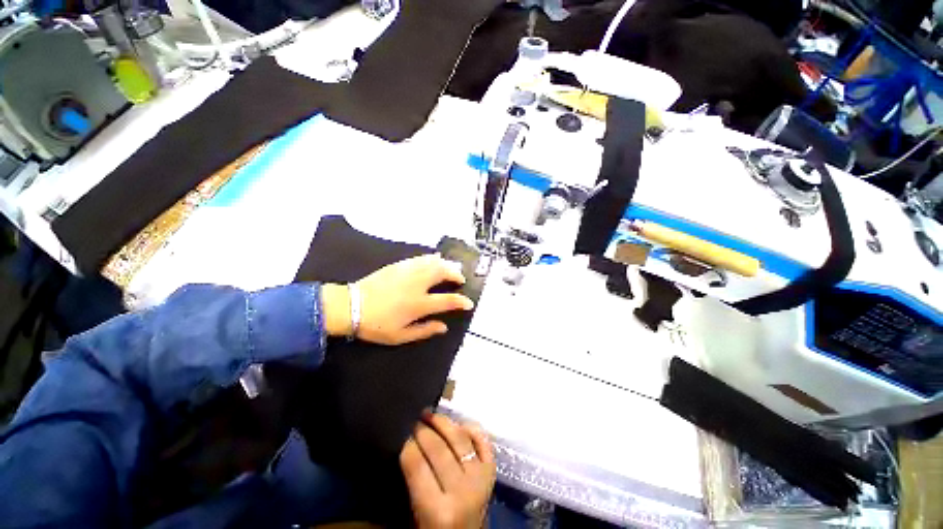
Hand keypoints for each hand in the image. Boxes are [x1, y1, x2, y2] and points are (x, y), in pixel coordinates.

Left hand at [322, 255, 474, 344]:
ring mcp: (408, 272)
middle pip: (443, 273)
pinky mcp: (399, 265)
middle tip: (460, 279)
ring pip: (433, 262)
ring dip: (446, 264)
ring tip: (451, 269)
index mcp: (419, 304)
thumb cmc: (376, 324)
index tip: (469, 303)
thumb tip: (444, 327)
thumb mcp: (400, 336)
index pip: (447, 300)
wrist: (350, 306)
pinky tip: (435, 259)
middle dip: (456, 275)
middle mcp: (417, 285)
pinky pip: (420, 258)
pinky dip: (431, 258)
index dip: (461, 301)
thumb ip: (425, 330)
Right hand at [400, 413, 495, 528]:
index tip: (402, 435)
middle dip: (423, 430)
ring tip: (430, 415)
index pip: (417, 466)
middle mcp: (462, 491)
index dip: (408, 445)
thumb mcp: (415, 518)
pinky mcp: (492, 472)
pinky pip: (482, 441)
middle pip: (438, 448)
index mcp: (438, 511)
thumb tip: (405, 446)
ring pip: (460, 439)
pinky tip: (458, 423)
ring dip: (443, 422)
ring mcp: (480, 479)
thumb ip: (411, 485)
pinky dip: (470, 428)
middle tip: (414, 421)